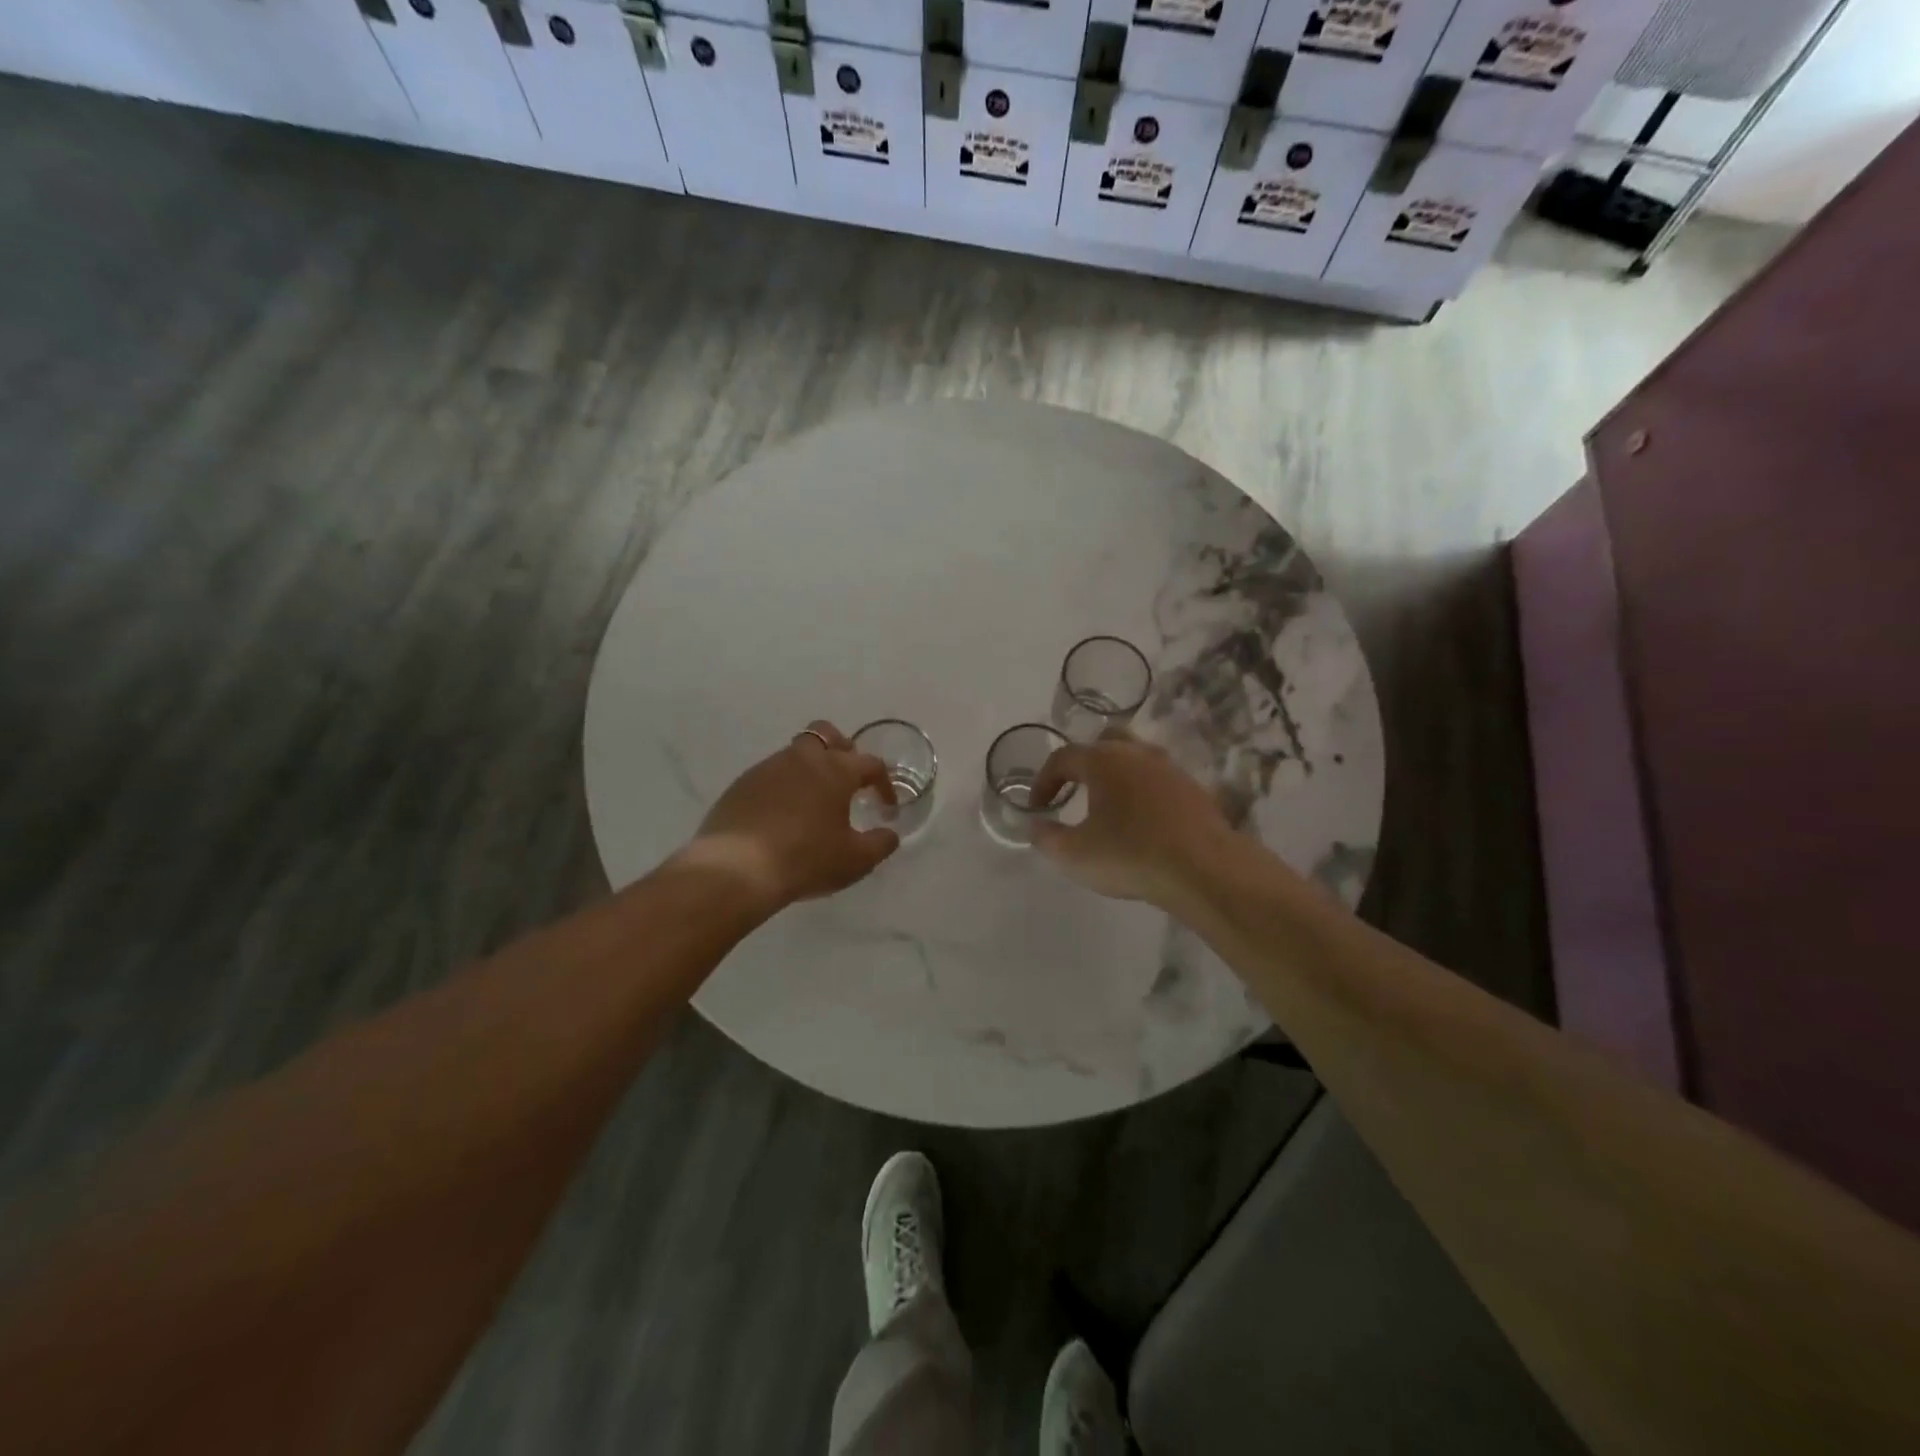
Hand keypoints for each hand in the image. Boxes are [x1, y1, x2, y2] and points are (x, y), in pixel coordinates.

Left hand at [689, 721, 899, 908]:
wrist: (737, 870)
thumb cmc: (805, 859)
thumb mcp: (855, 860)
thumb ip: (880, 843)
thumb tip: (890, 833)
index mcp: (835, 769)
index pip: (870, 764)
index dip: (884, 784)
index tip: (887, 808)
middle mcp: (802, 758)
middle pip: (827, 734)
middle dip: (843, 750)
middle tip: (848, 780)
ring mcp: (767, 768)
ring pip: (795, 754)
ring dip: (810, 769)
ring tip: (814, 803)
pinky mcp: (741, 784)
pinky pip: (770, 775)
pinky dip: (784, 787)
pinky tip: (782, 816)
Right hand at [1028, 735, 1232, 906]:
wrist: (1205, 869)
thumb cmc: (1130, 855)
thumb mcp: (1074, 854)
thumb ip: (1046, 837)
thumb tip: (1035, 825)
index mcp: (1103, 760)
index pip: (1062, 758)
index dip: (1043, 781)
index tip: (1038, 808)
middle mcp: (1137, 753)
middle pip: (1105, 742)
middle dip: (1085, 763)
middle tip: (1075, 790)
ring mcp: (1170, 768)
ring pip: (1136, 758)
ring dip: (1117, 776)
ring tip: (1109, 806)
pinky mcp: (1194, 789)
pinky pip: (1159, 781)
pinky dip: (1144, 792)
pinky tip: (1142, 821)